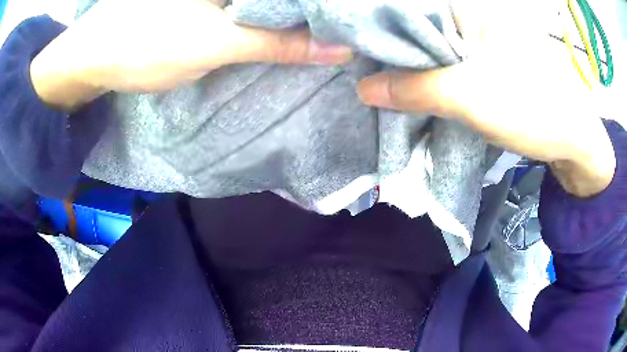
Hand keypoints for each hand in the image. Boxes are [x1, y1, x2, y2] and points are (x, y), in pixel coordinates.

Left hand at [30, 0, 351, 110]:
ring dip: (298, 8)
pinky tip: (292, 21)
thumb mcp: (214, 44)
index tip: (363, 13)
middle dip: (318, 6)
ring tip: (334, 22)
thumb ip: (276, 42)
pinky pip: (251, 3)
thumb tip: (338, 49)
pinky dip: (273, 11)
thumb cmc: (144, 45)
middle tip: (355, 22)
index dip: (331, 2)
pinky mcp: (208, 2)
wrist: (96, 58)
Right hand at [357, 0, 615, 196]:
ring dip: (413, 69)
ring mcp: (485, 42)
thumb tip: (363, 88)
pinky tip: (418, 90)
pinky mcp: (492, 65)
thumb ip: (414, 88)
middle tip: (365, 73)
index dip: (379, 29)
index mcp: (470, 9)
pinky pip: (453, 65)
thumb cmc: (533, 108)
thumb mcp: (470, 96)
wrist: (576, 142)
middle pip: (421, 30)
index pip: (410, 10)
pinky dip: (434, 78)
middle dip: (394, 53)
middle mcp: (474, 18)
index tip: (354, 52)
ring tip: (384, 82)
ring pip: (436, 49)